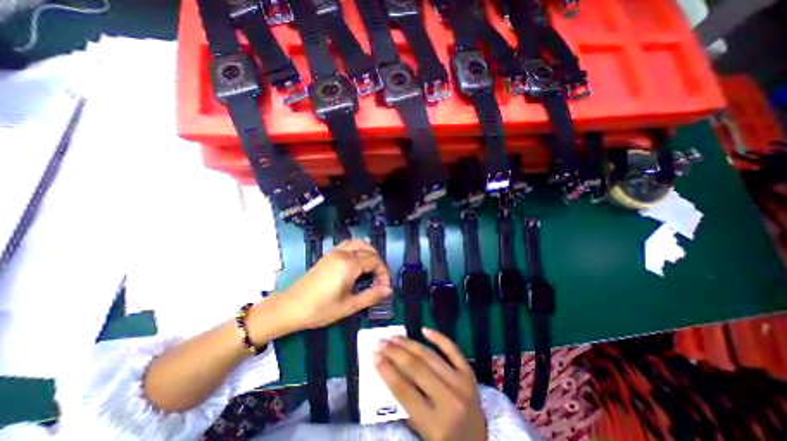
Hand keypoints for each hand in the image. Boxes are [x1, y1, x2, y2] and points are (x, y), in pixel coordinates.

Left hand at [262, 239, 391, 332]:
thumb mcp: (349, 306)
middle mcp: (343, 253)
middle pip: (369, 250)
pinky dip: (357, 250)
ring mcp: (334, 252)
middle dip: (378, 264)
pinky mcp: (328, 255)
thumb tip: (388, 290)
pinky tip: (357, 264)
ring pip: (358, 243)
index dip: (384, 274)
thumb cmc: (320, 309)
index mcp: (349, 264)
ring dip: (369, 253)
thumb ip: (371, 296)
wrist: (290, 307)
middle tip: (378, 281)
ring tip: (371, 270)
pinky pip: (348, 245)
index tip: (384, 288)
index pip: (375, 261)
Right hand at [375, 328, 485, 440]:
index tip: (374, 356)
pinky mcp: (470, 375)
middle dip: (395, 353)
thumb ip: (407, 407)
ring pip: (431, 357)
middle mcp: (450, 401)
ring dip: (410, 344)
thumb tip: (390, 372)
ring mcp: (462, 384)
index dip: (387, 371)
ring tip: (395, 337)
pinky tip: (425, 330)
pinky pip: (453, 351)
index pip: (404, 391)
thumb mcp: (423, 435)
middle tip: (381, 342)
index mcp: (435, 425)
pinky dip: (439, 338)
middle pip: (417, 369)